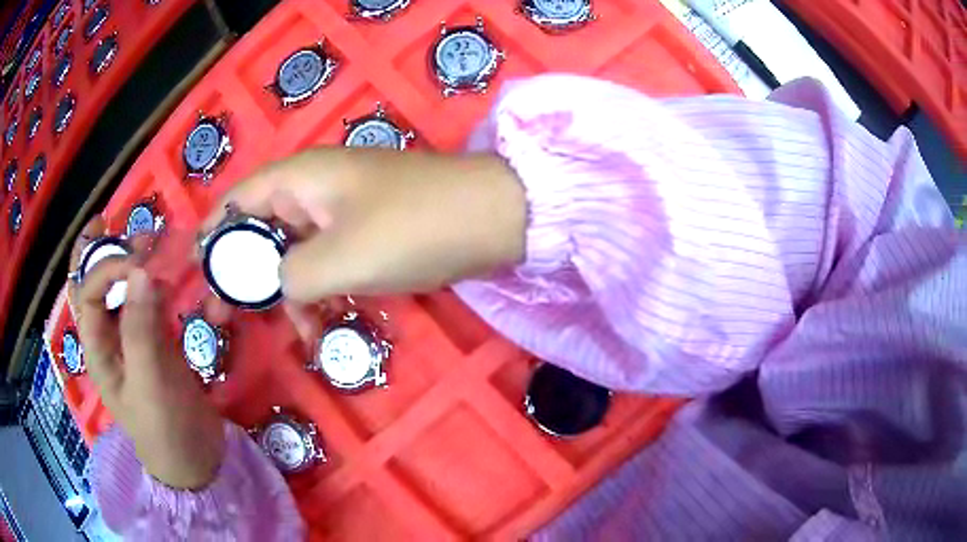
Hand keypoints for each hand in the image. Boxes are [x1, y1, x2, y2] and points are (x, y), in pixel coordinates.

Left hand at [70, 218, 224, 489]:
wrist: (195, 460)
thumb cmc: (164, 429)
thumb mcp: (149, 384)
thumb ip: (141, 329)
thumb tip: (140, 270)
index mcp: (96, 349)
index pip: (88, 293)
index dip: (106, 268)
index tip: (137, 260)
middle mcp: (107, 337)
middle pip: (94, 284)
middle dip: (102, 252)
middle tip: (116, 222)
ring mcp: (130, 338)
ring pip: (120, 289)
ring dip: (129, 261)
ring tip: (148, 237)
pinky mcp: (153, 341)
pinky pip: (144, 301)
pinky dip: (151, 281)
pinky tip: (165, 271)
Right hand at [201, 148, 525, 334]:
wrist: (494, 218)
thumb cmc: (412, 229)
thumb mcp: (338, 259)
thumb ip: (290, 276)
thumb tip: (276, 285)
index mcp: (299, 179)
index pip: (237, 203)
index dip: (213, 237)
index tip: (199, 276)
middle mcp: (315, 188)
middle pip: (262, 230)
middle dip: (245, 275)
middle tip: (225, 318)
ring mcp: (345, 209)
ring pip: (297, 251)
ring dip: (291, 291)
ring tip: (299, 332)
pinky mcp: (369, 231)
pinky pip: (329, 259)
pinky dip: (323, 289)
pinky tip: (326, 321)